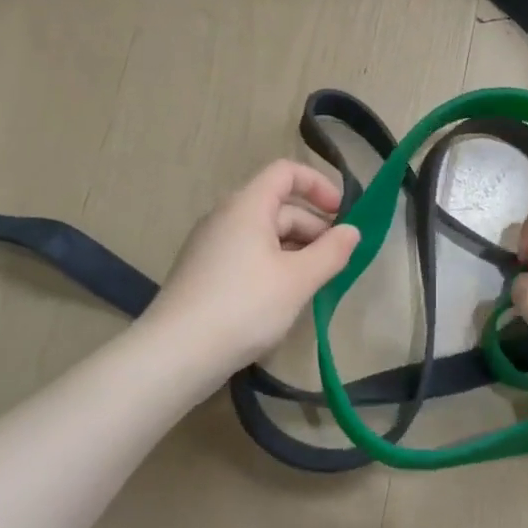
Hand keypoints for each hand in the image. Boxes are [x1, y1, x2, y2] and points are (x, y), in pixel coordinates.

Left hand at [148, 160, 361, 373]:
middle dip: (313, 227)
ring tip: (315, 283)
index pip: (286, 172)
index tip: (342, 214)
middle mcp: (225, 217)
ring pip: (263, 234)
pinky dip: (273, 265)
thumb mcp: (298, 280)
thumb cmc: (244, 307)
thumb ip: (331, 252)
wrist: (175, 354)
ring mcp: (210, 246)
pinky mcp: (203, 273)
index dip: (319, 185)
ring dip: (296, 249)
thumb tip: (352, 231)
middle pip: (277, 205)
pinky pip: (247, 255)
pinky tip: (284, 298)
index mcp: (247, 206)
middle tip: (337, 260)